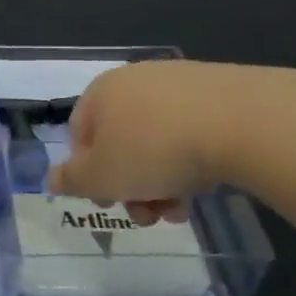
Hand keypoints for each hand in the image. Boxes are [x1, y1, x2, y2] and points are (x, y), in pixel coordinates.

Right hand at [47, 60, 235, 224]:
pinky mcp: (220, 91)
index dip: (88, 174)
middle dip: (130, 186)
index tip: (107, 202)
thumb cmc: (153, 150)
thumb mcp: (100, 177)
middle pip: (121, 143)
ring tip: (180, 210)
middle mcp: (136, 79)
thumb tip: (53, 178)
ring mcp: (180, 83)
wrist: (241, 122)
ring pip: (158, 142)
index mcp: (101, 92)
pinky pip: (192, 132)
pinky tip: (206, 186)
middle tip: (147, 216)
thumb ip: (71, 180)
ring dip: (161, 182)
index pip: (80, 135)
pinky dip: (192, 162)